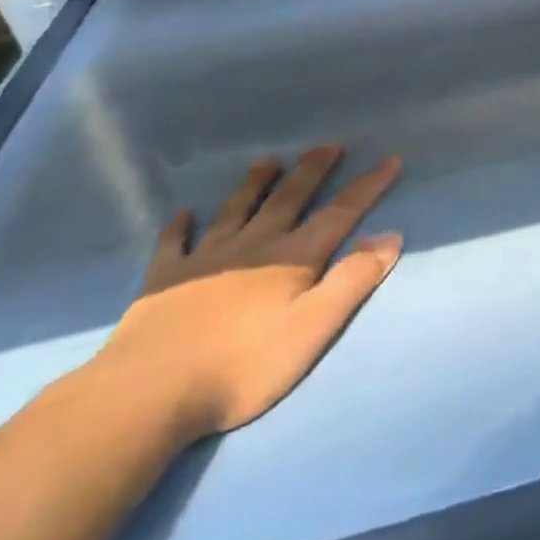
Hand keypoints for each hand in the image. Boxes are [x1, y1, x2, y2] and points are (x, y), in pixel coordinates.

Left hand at [96, 146, 402, 438]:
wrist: (149, 393)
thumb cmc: (242, 366)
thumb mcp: (312, 329)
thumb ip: (352, 281)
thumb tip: (390, 236)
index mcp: (292, 258)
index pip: (340, 213)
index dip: (367, 186)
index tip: (390, 159)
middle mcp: (253, 246)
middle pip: (289, 199)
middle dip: (313, 171)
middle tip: (328, 145)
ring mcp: (205, 259)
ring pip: (236, 210)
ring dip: (255, 185)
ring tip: (268, 162)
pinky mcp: (164, 280)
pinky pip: (174, 244)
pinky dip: (181, 226)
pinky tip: (183, 215)